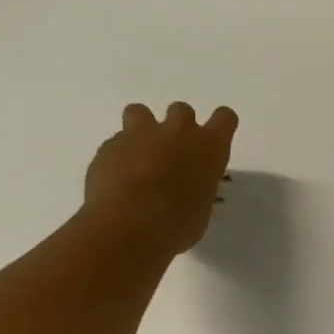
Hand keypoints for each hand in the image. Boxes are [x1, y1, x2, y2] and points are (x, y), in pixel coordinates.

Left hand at [83, 102, 237, 254]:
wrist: (130, 222)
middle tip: (175, 153)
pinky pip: (116, 143)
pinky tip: (118, 180)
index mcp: (210, 146)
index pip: (225, 118)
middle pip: (182, 110)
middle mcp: (178, 132)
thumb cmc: (181, 221)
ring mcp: (140, 134)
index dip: (221, 125)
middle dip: (179, 127)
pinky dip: (119, 156)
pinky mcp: (109, 146)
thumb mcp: (202, 206)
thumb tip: (190, 190)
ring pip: (140, 112)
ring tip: (140, 156)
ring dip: (142, 128)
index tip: (215, 142)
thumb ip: (198, 188)